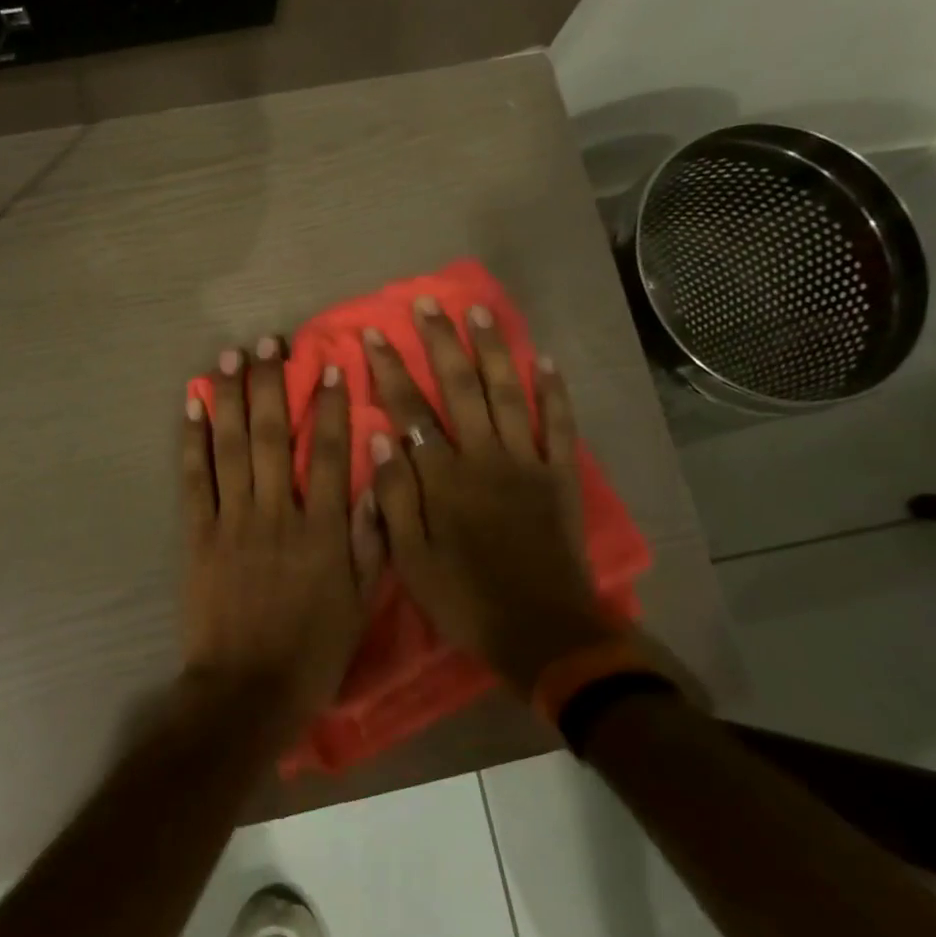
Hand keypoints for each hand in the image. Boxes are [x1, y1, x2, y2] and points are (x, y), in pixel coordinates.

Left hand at [182, 338, 383, 725]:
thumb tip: (379, 479)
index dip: (330, 406)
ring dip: (231, 397)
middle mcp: (277, 514)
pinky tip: (193, 406)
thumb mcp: (359, 604)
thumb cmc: (311, 653)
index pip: (331, 454)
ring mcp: (232, 522)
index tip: (328, 366)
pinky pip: (194, 479)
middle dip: (272, 384)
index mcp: (322, 531)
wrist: (246, 692)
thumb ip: (370, 540)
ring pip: (232, 447)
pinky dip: (192, 440)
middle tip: (268, 342)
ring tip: (230, 356)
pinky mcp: (198, 536)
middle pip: (273, 436)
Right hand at [360, 299, 614, 694]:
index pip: (410, 411)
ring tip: (480, 312)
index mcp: (443, 478)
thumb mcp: (410, 559)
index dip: (391, 371)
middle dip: (441, 344)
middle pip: (460, 388)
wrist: (542, 631)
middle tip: (427, 305)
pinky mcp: (560, 476)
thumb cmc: (465, 599)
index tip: (375, 335)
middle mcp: (484, 457)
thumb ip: (393, 497)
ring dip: (494, 350)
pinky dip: (555, 391)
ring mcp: (527, 462)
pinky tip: (547, 360)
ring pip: (508, 393)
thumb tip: (379, 437)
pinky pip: (560, 424)